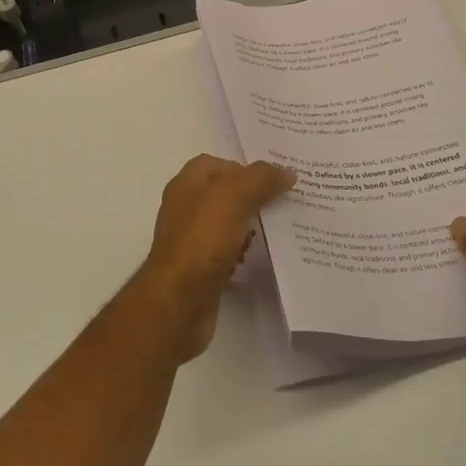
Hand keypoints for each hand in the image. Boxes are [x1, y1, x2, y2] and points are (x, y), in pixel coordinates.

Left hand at [130, 155, 295, 361]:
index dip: (244, 167)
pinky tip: (264, 257)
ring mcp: (193, 240)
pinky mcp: (202, 269)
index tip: (274, 179)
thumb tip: (286, 171)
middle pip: (225, 194)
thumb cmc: (202, 240)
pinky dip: (246, 252)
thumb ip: (260, 179)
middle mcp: (186, 209)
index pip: (216, 164)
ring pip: (229, 224)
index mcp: (187, 185)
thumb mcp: (233, 197)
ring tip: (282, 228)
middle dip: (253, 196)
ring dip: (252, 225)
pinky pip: (229, 252)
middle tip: (286, 201)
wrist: (180, 302)